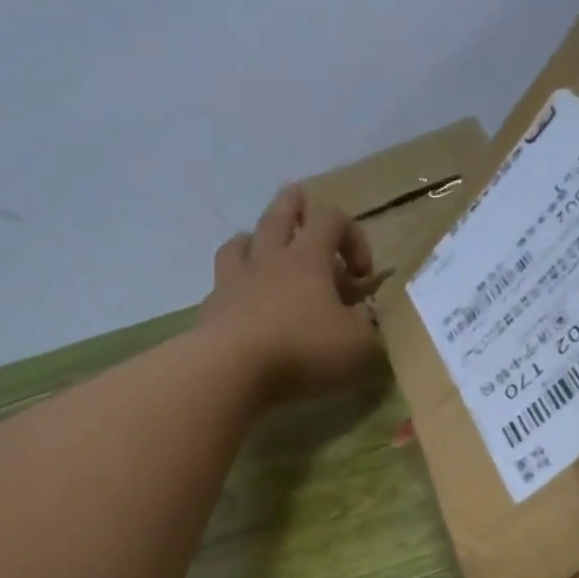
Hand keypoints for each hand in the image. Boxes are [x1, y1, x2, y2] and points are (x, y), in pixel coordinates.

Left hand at [200, 185, 386, 402]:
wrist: (233, 370)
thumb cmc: (303, 351)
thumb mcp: (357, 345)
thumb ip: (366, 325)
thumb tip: (364, 314)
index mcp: (308, 258)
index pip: (332, 218)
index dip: (353, 235)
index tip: (362, 274)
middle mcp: (269, 258)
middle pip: (279, 213)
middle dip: (295, 207)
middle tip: (304, 212)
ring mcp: (235, 280)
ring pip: (241, 241)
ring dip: (255, 241)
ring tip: (263, 253)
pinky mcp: (212, 308)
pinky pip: (221, 283)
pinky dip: (233, 285)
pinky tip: (240, 301)